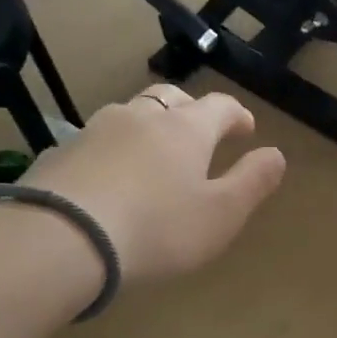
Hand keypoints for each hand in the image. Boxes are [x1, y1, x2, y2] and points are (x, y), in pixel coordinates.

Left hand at [21, 85, 286, 284]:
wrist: (62, 239)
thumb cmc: (158, 228)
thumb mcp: (222, 214)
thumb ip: (253, 182)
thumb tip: (276, 154)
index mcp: (186, 129)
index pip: (220, 106)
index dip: (237, 115)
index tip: (246, 129)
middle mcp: (140, 117)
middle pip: (171, 98)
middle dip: (191, 111)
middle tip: (200, 133)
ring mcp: (95, 131)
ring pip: (129, 114)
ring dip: (148, 126)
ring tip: (152, 154)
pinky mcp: (60, 153)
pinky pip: (96, 142)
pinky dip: (112, 151)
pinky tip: (108, 178)